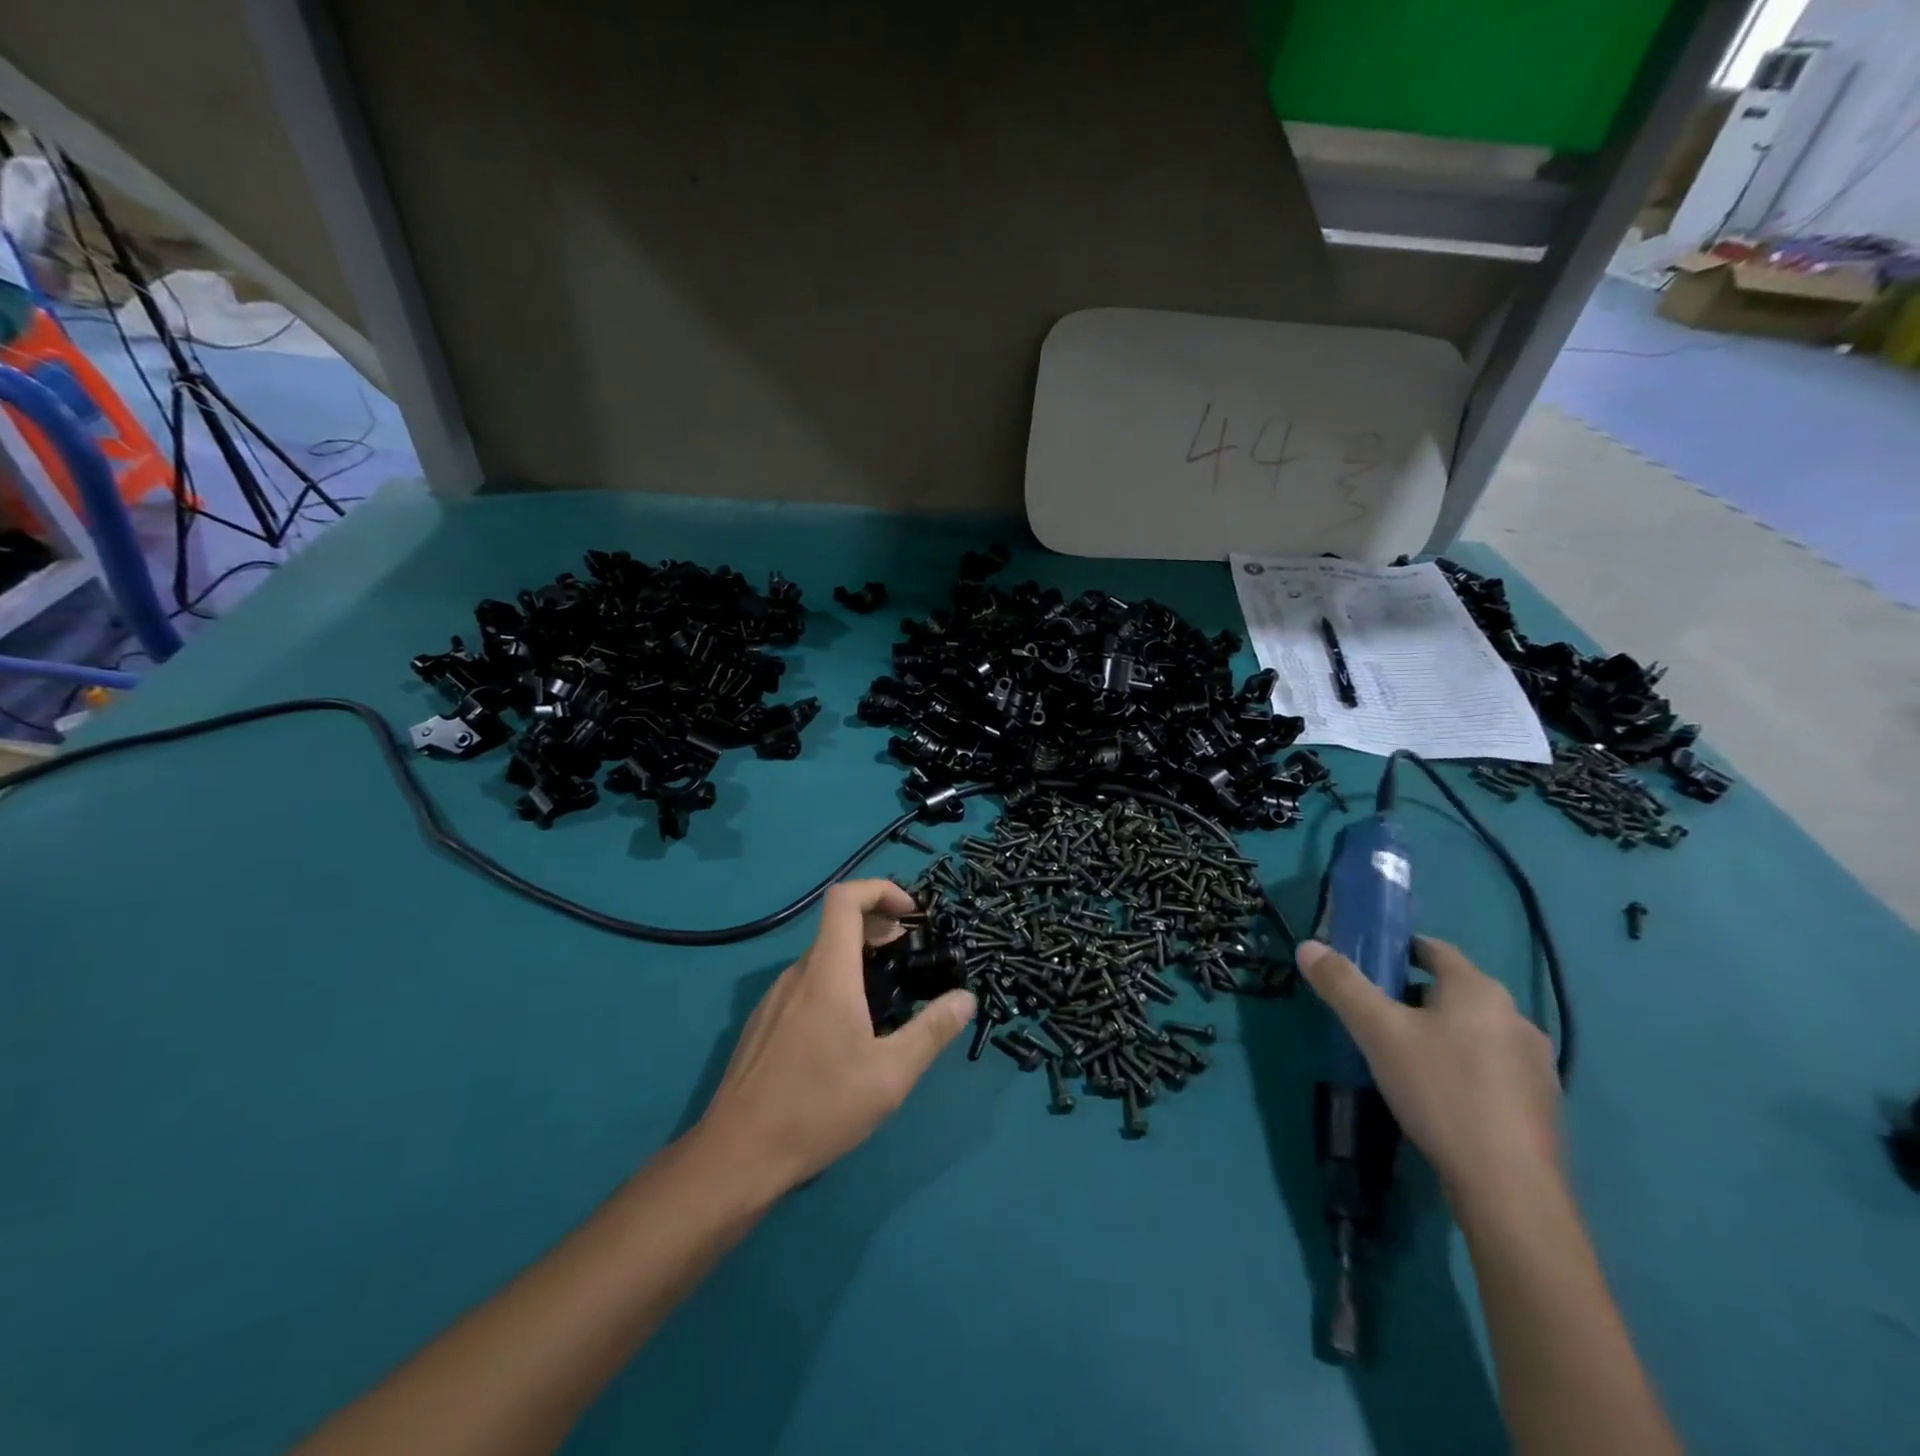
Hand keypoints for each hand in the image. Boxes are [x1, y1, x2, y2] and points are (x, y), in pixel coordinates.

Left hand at [693, 880, 977, 1199]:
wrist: (736, 1156)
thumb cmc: (818, 1108)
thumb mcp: (890, 1074)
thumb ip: (932, 1031)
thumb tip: (965, 999)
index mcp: (827, 973)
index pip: (845, 898)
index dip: (880, 890)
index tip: (911, 915)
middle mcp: (796, 975)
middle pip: (836, 927)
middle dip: (878, 928)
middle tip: (910, 955)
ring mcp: (774, 1000)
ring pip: (821, 960)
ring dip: (857, 960)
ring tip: (886, 997)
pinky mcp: (763, 1025)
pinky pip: (805, 987)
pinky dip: (834, 985)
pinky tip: (847, 1033)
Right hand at [1296, 936, 1560, 1205]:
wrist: (1509, 1187)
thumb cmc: (1439, 1091)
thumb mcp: (1377, 1032)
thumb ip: (1342, 985)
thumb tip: (1308, 945)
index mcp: (1478, 990)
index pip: (1435, 949)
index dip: (1399, 949)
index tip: (1368, 963)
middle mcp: (1515, 1017)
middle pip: (1454, 990)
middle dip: (1414, 995)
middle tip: (1374, 1015)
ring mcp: (1535, 1063)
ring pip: (1474, 1030)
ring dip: (1441, 1033)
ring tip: (1403, 1057)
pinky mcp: (1542, 1104)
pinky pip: (1492, 1067)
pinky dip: (1464, 1067)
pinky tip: (1440, 1095)